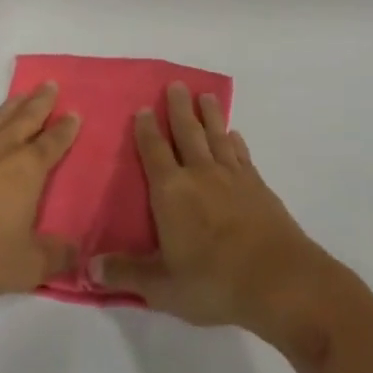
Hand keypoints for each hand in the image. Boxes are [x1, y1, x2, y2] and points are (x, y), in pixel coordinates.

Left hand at [0, 82, 81, 308]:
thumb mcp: (27, 266)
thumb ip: (57, 257)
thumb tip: (79, 253)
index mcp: (26, 169)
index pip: (53, 143)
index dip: (66, 129)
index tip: (75, 113)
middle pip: (25, 117)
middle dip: (41, 101)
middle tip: (50, 84)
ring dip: (10, 105)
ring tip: (20, 95)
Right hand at [93, 83, 335, 350]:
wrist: (281, 282)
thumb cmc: (214, 282)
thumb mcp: (163, 287)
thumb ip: (126, 274)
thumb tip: (90, 268)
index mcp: (171, 192)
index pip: (154, 152)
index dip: (147, 130)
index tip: (144, 109)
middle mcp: (200, 175)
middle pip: (187, 133)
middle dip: (180, 108)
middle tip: (177, 84)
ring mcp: (233, 178)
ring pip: (217, 137)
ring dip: (210, 116)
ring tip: (205, 97)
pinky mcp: (259, 188)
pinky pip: (242, 156)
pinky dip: (236, 142)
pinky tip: (235, 136)